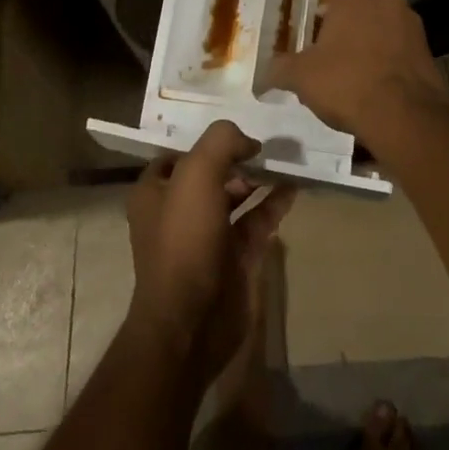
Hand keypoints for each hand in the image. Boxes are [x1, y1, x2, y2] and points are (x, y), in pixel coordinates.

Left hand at [125, 121, 293, 381]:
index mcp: (155, 191)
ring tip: (286, 157)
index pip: (180, 153)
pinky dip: (274, 203)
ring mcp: (208, 236)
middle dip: (238, 157)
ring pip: (237, 196)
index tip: (238, 127)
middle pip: (212, 173)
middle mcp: (178, 211)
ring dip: (259, 178)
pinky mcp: (235, 258)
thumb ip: (221, 142)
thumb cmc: (185, 240)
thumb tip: (248, 142)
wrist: (192, 322)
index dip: (207, 140)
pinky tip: (293, 187)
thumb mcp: (197, 174)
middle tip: (269, 141)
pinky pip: (257, 221)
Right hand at [268, 0, 446, 136]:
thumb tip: (261, 75)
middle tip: (329, 55)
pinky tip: (373, 88)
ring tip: (352, 79)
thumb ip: (281, 69)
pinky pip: (395, 47)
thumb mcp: (304, 78)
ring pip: (377, 25)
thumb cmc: (349, 83)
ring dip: (364, 43)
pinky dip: (383, 61)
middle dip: (342, 21)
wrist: (407, 118)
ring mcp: (409, 22)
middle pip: (356, 0)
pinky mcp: (426, 48)